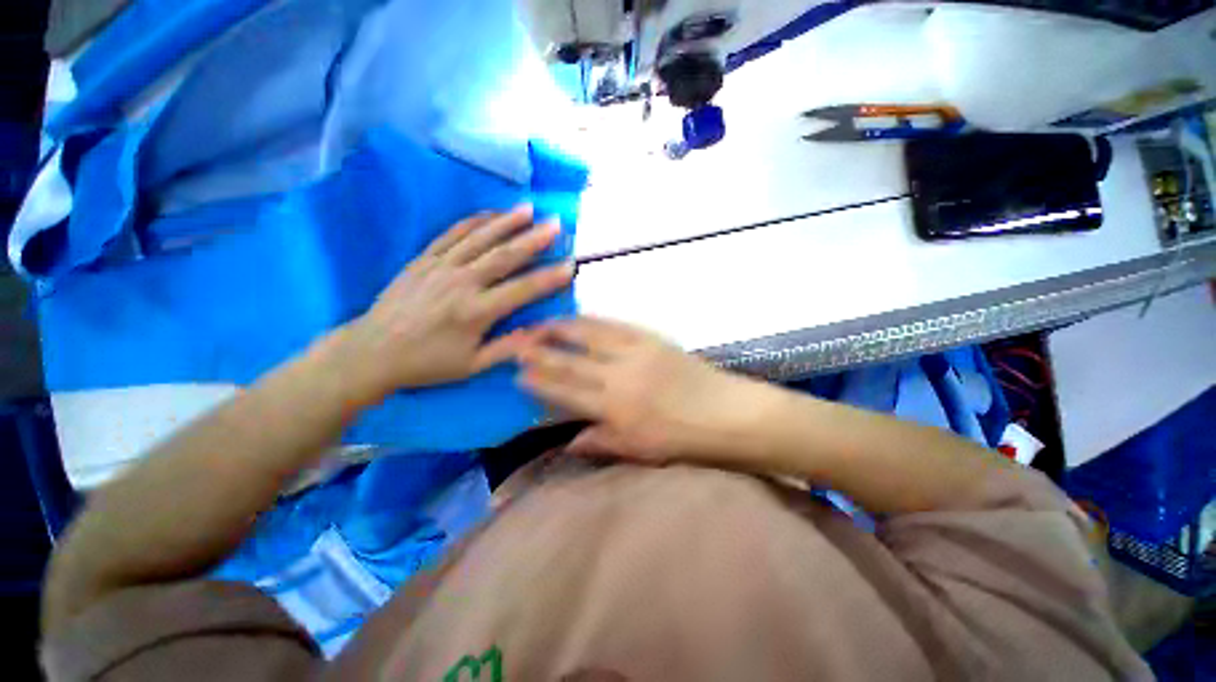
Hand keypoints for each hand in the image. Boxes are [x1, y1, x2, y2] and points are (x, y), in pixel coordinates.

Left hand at [342, 207, 573, 397]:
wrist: (372, 351)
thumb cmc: (427, 362)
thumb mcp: (471, 366)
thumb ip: (508, 348)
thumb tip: (541, 333)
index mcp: (475, 312)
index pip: (522, 290)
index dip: (549, 278)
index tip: (570, 265)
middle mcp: (461, 283)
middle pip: (504, 255)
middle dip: (534, 238)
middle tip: (556, 223)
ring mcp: (440, 267)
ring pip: (480, 238)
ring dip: (506, 222)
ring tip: (529, 209)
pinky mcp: (423, 259)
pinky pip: (452, 234)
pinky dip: (473, 221)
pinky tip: (490, 213)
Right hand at [515, 317, 770, 463]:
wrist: (726, 413)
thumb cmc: (682, 439)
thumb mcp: (639, 450)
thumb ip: (600, 442)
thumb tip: (567, 442)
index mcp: (615, 408)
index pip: (566, 391)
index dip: (540, 381)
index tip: (517, 373)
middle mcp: (620, 376)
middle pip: (572, 360)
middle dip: (542, 351)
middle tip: (517, 341)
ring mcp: (636, 352)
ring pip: (591, 335)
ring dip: (563, 328)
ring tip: (541, 322)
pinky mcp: (652, 339)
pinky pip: (616, 325)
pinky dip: (594, 320)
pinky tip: (580, 316)